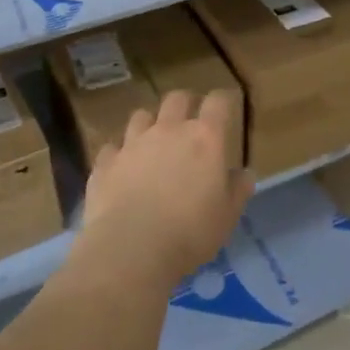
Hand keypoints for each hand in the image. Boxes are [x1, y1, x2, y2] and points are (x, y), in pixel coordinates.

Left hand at [80, 90, 251, 286]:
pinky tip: (122, 169)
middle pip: (177, 98)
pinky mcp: (105, 163)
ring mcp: (132, 144)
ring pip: (141, 116)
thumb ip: (238, 189)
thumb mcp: (228, 215)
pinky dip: (120, 154)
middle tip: (190, 122)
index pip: (218, 102)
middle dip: (185, 104)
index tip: (226, 105)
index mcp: (204, 138)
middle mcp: (168, 130)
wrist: (130, 250)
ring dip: (150, 124)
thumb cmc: (190, 232)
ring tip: (153, 142)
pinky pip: (113, 147)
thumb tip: (244, 173)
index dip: (223, 99)